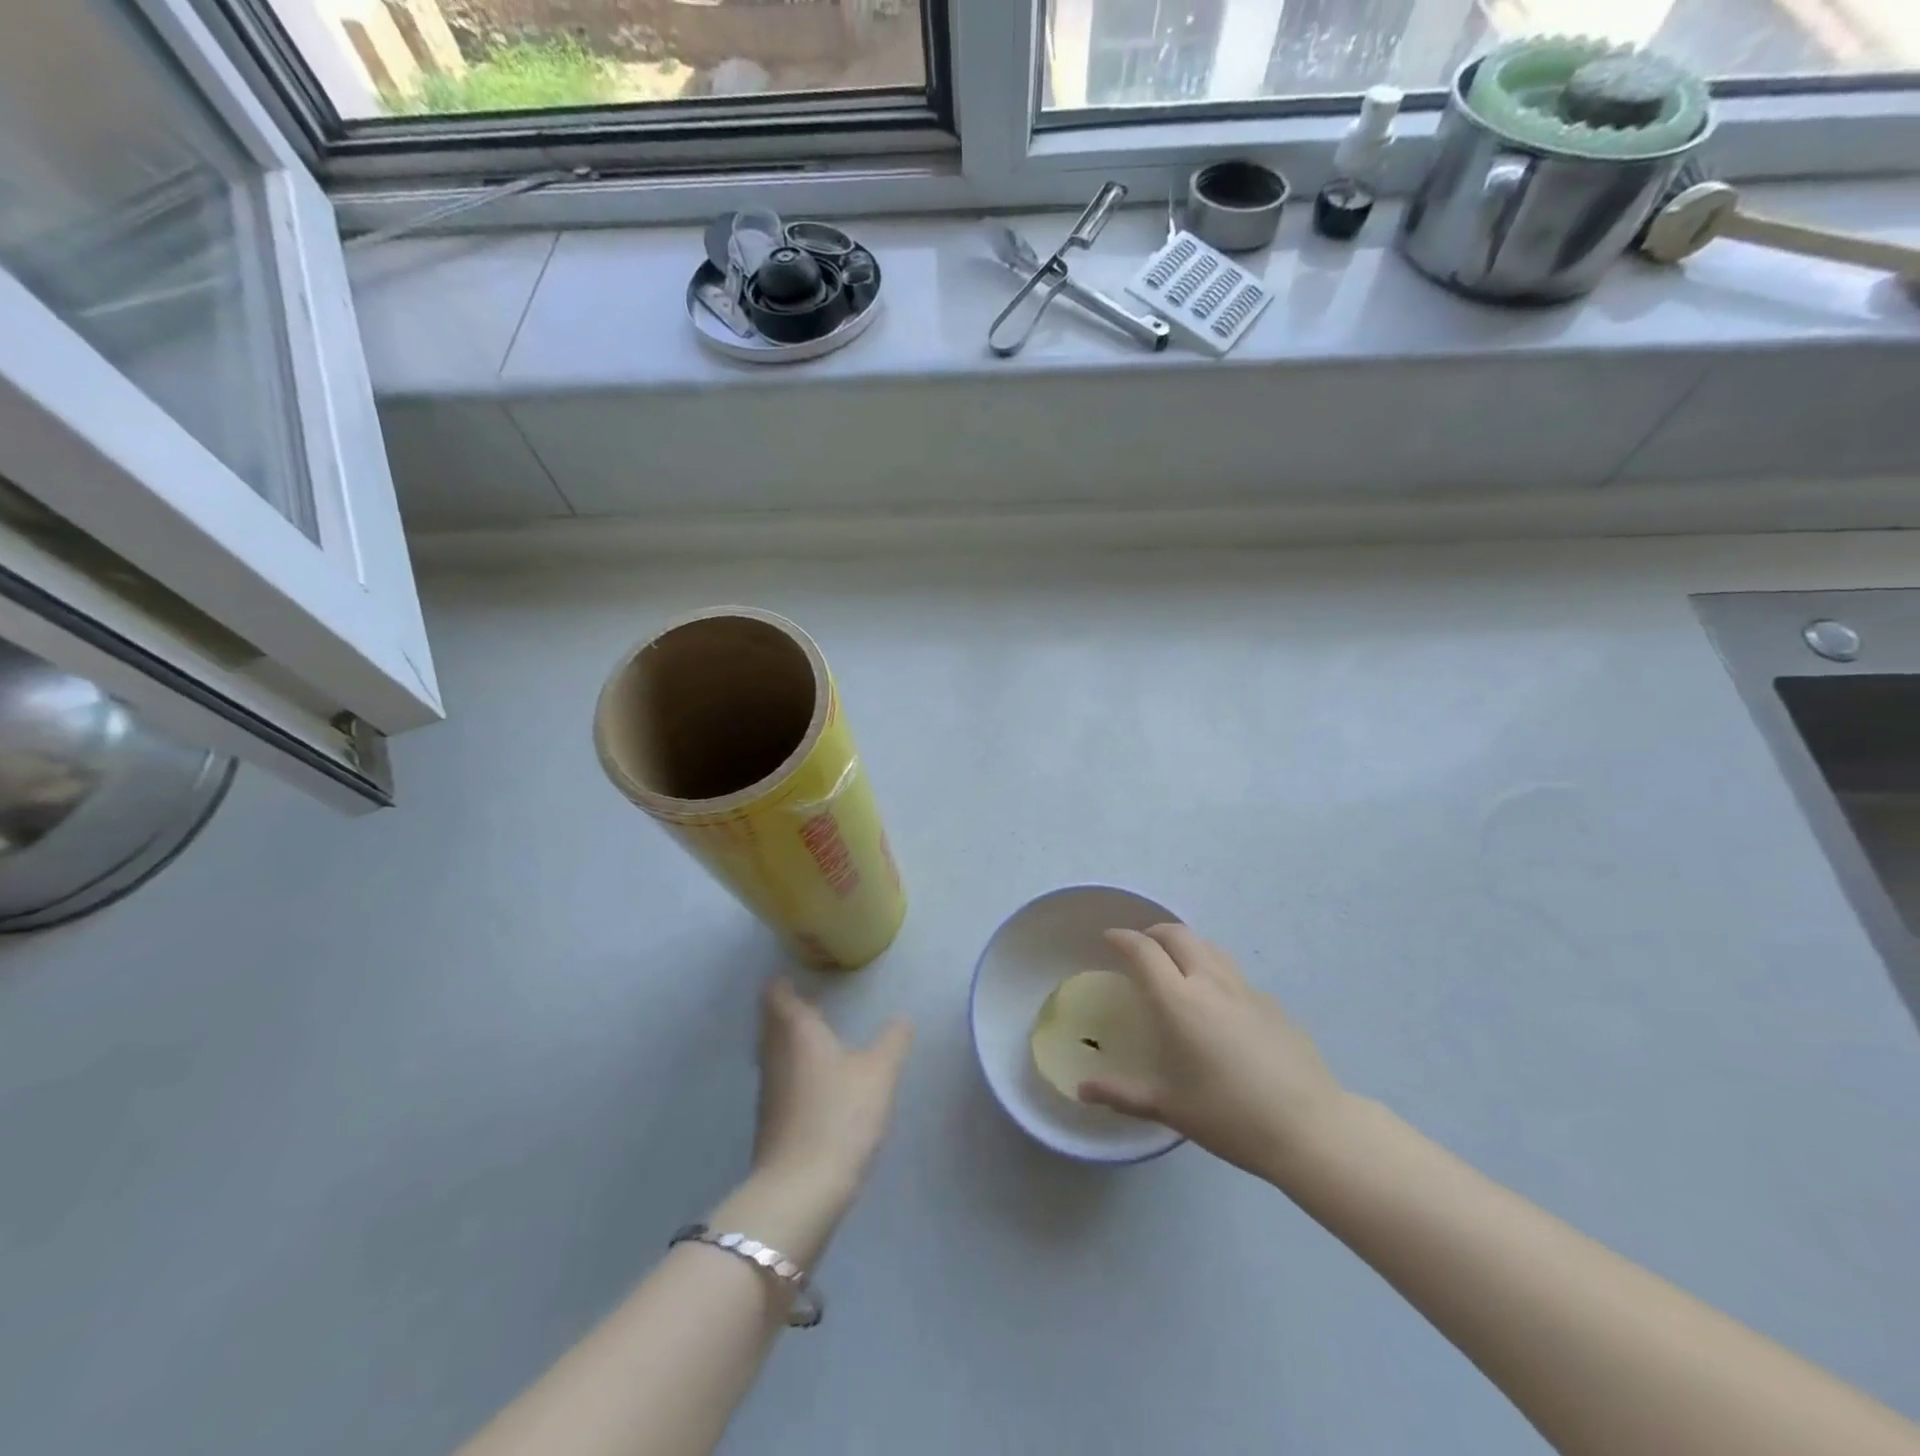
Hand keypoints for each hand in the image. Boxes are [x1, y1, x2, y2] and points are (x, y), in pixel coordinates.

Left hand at [751, 978, 912, 1202]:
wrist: (801, 1188)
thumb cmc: (841, 1115)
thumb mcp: (879, 1073)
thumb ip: (893, 1041)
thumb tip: (902, 1018)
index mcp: (797, 1031)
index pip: (777, 995)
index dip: (783, 984)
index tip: (794, 977)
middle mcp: (775, 1054)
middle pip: (770, 1023)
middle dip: (786, 1012)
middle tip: (809, 1004)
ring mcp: (768, 1090)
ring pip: (773, 1052)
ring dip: (788, 1042)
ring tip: (815, 1039)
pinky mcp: (769, 1122)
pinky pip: (778, 1081)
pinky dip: (791, 1071)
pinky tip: (814, 1083)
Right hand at [1079, 925, 1346, 1183]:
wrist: (1311, 1128)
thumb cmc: (1231, 1118)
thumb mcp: (1171, 1108)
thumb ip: (1123, 1094)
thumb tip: (1082, 1090)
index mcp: (1179, 1002)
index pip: (1143, 951)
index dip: (1122, 938)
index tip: (1108, 938)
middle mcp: (1210, 983)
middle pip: (1177, 935)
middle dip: (1153, 932)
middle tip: (1139, 947)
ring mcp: (1246, 990)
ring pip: (1208, 946)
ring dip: (1185, 944)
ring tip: (1175, 963)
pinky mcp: (1272, 1003)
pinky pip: (1233, 972)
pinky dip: (1213, 969)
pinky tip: (1216, 1001)